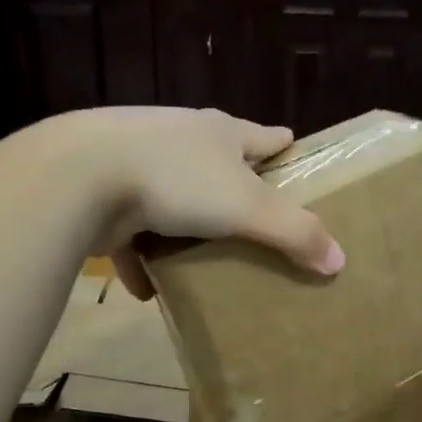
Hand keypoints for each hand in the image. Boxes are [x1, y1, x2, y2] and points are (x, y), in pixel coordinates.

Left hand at [42, 107, 344, 297]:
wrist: (82, 176)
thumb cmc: (178, 180)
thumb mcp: (249, 208)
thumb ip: (295, 233)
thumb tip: (339, 260)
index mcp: (219, 133)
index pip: (262, 135)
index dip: (281, 145)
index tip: (293, 152)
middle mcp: (180, 139)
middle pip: (216, 161)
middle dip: (233, 186)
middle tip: (252, 216)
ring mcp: (137, 163)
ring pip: (171, 195)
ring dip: (183, 225)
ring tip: (201, 255)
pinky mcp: (103, 193)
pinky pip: (130, 232)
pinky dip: (140, 258)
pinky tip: (147, 288)